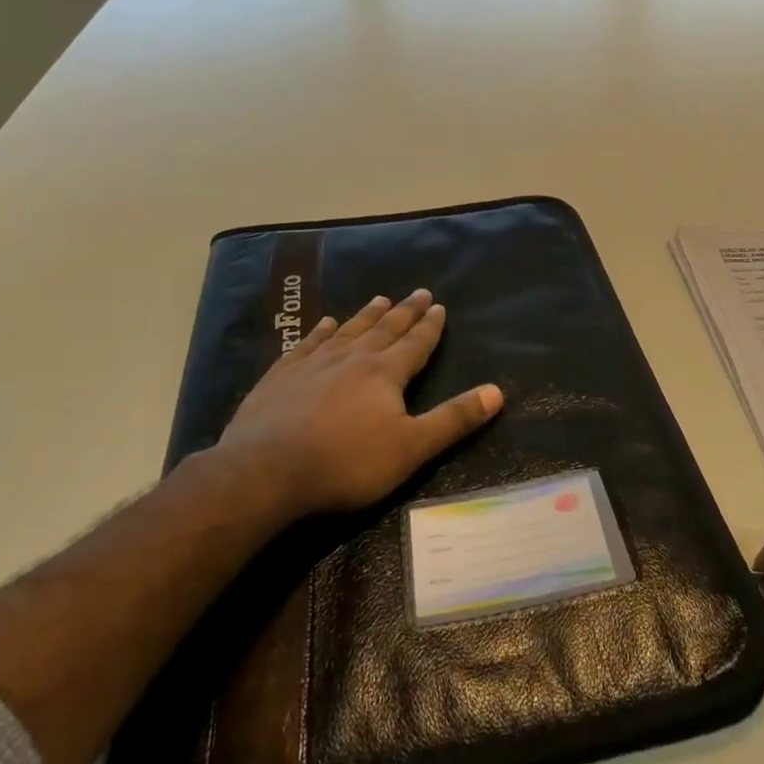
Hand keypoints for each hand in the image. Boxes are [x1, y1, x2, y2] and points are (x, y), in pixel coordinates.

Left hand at [208, 290, 502, 524]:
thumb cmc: (346, 463)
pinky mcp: (280, 376)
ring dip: (366, 316)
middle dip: (404, 312)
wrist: (266, 471)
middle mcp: (351, 359)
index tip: (440, 305)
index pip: (415, 343)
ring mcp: (312, 364)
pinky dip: (319, 332)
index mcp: (385, 374)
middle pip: (384, 330)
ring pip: (347, 331)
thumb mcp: (412, 448)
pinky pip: (306, 344)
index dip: (430, 326)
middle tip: (418, 292)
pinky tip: (324, 324)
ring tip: (379, 299)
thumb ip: (454, 419)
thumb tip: (497, 392)